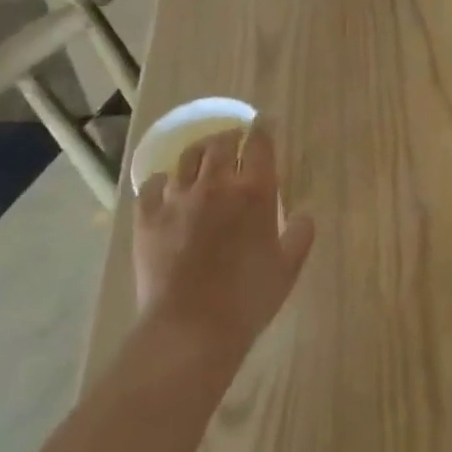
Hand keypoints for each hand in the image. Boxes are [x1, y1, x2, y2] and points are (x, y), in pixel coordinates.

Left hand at [133, 123, 316, 361]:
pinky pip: (152, 185)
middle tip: (235, 139)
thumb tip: (303, 216)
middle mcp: (216, 185)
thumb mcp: (287, 268)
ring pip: (187, 158)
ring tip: (203, 156)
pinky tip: (167, 187)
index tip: (265, 122)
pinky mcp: (148, 218)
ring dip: (199, 152)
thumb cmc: (249, 298)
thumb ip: (299, 235)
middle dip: (230, 136)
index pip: (260, 145)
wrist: (191, 328)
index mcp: (255, 192)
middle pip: (221, 144)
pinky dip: (163, 180)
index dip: (263, 129)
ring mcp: (178, 199)